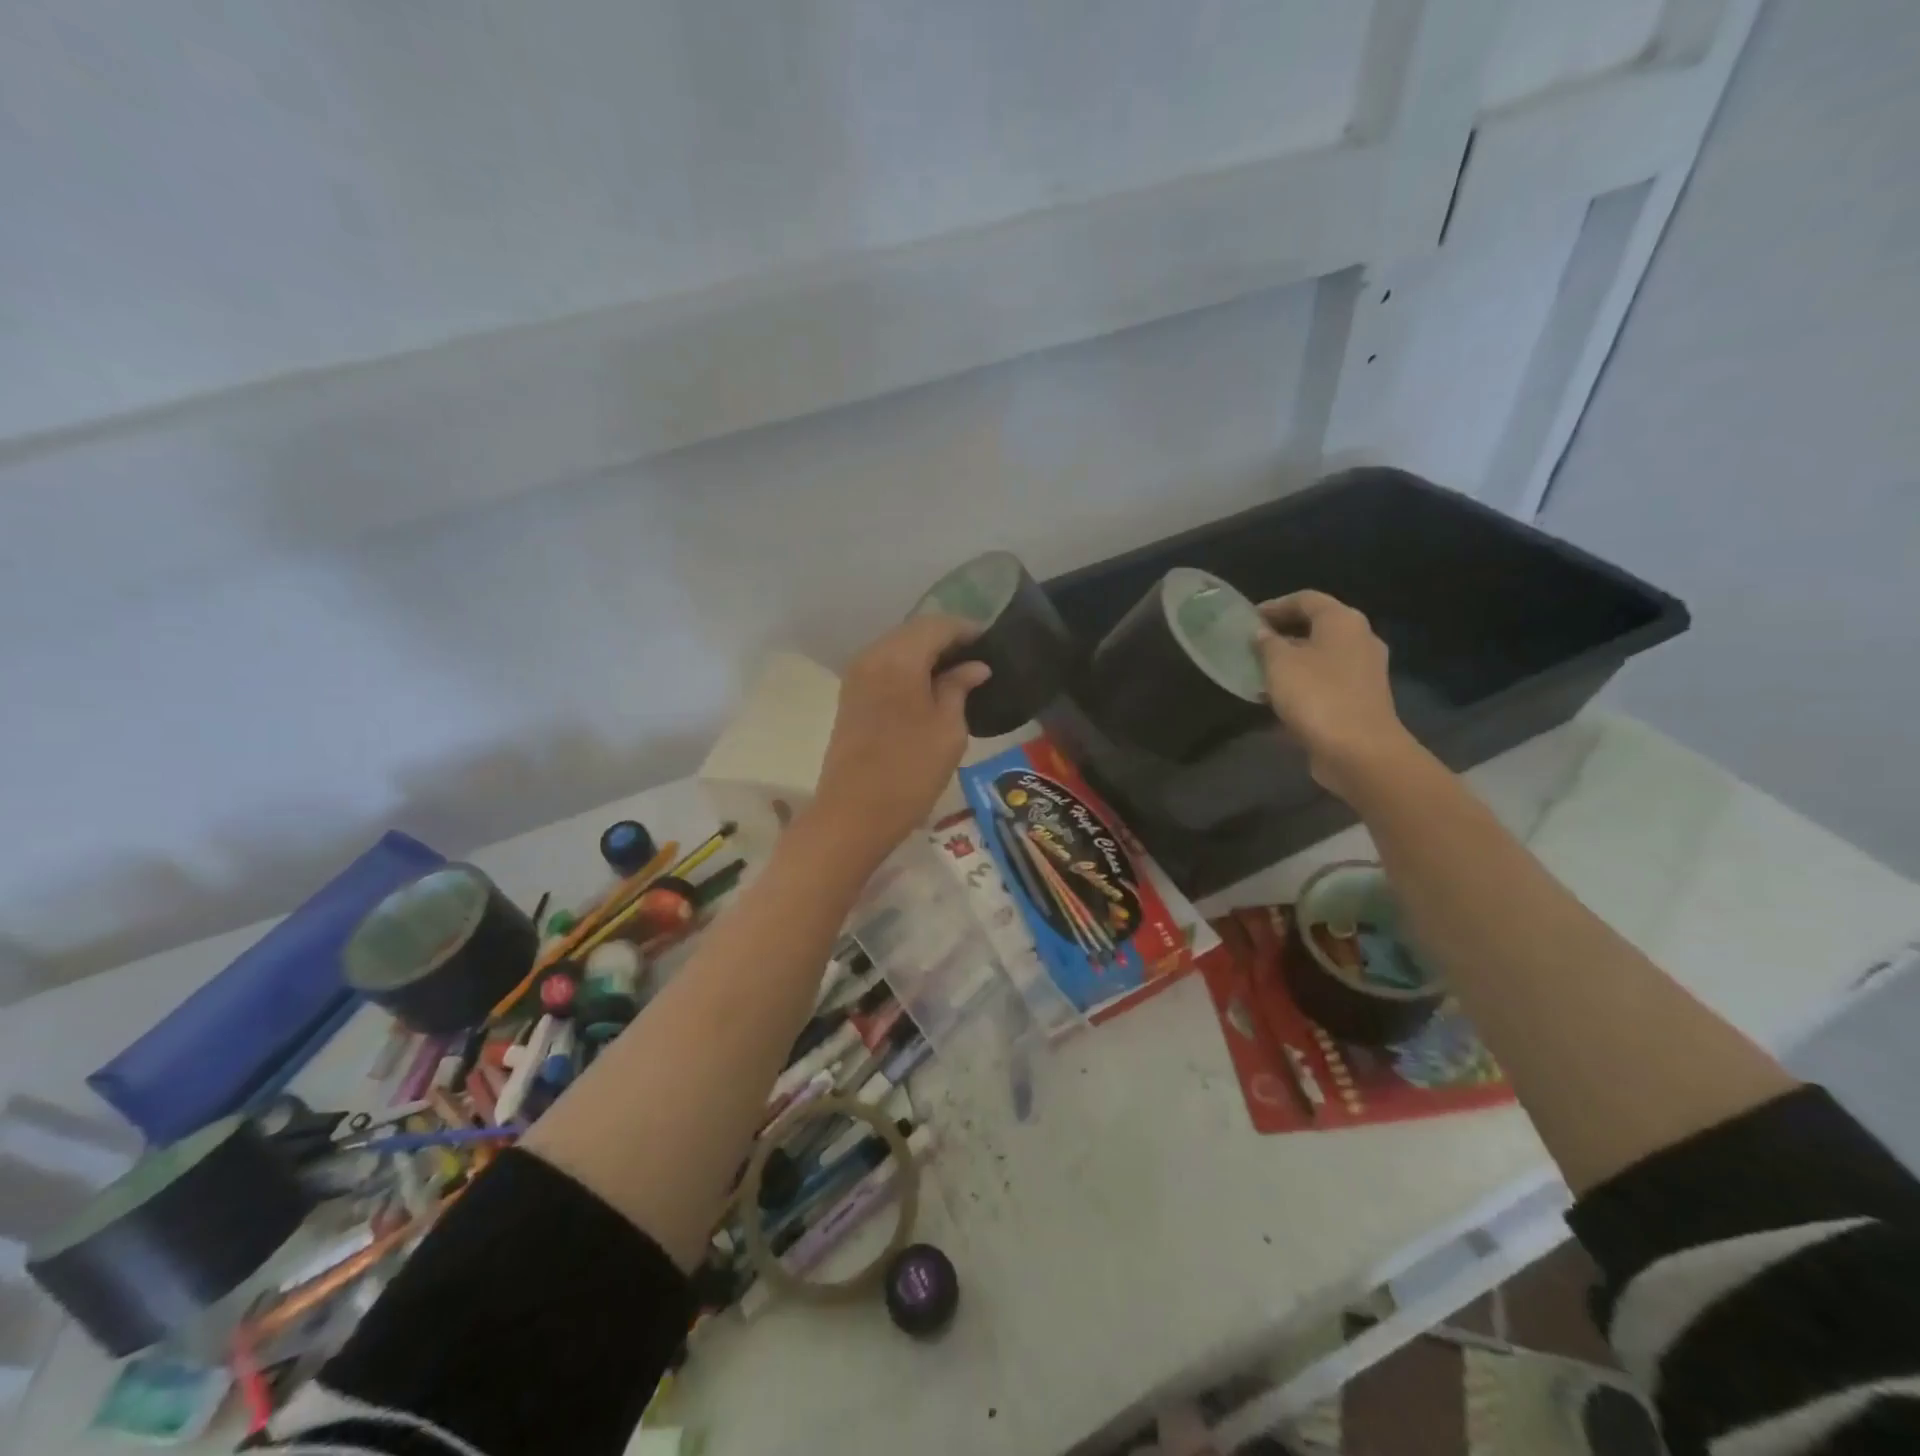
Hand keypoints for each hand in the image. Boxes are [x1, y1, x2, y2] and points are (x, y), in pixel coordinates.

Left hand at [809, 615, 991, 862]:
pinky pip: (884, 668)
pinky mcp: (850, 698)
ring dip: (926, 655)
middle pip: (914, 632)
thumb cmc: (909, 772)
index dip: (967, 630)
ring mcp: (856, 677)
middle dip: (946, 640)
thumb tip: (974, 666)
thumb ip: (959, 688)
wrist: (852, 815)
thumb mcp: (948, 730)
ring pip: (897, 649)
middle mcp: (872, 657)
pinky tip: (929, 690)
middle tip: (978, 660)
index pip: (937, 625)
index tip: (992, 643)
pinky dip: (908, 670)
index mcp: (898, 658)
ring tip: (958, 676)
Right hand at [1254, 590, 1414, 799]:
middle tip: (1250, 646)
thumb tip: (1261, 634)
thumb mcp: (1279, 663)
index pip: (1306, 599)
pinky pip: (1326, 682)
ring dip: (1291, 662)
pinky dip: (1302, 684)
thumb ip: (1266, 643)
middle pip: (1316, 627)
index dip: (1275, 605)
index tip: (1248, 619)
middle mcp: (1359, 640)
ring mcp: (1363, 671)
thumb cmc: (1316, 696)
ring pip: (1320, 656)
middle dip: (1282, 634)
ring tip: (1259, 673)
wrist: (1359, 751)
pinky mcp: (1360, 700)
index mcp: (1342, 621)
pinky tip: (1277, 699)